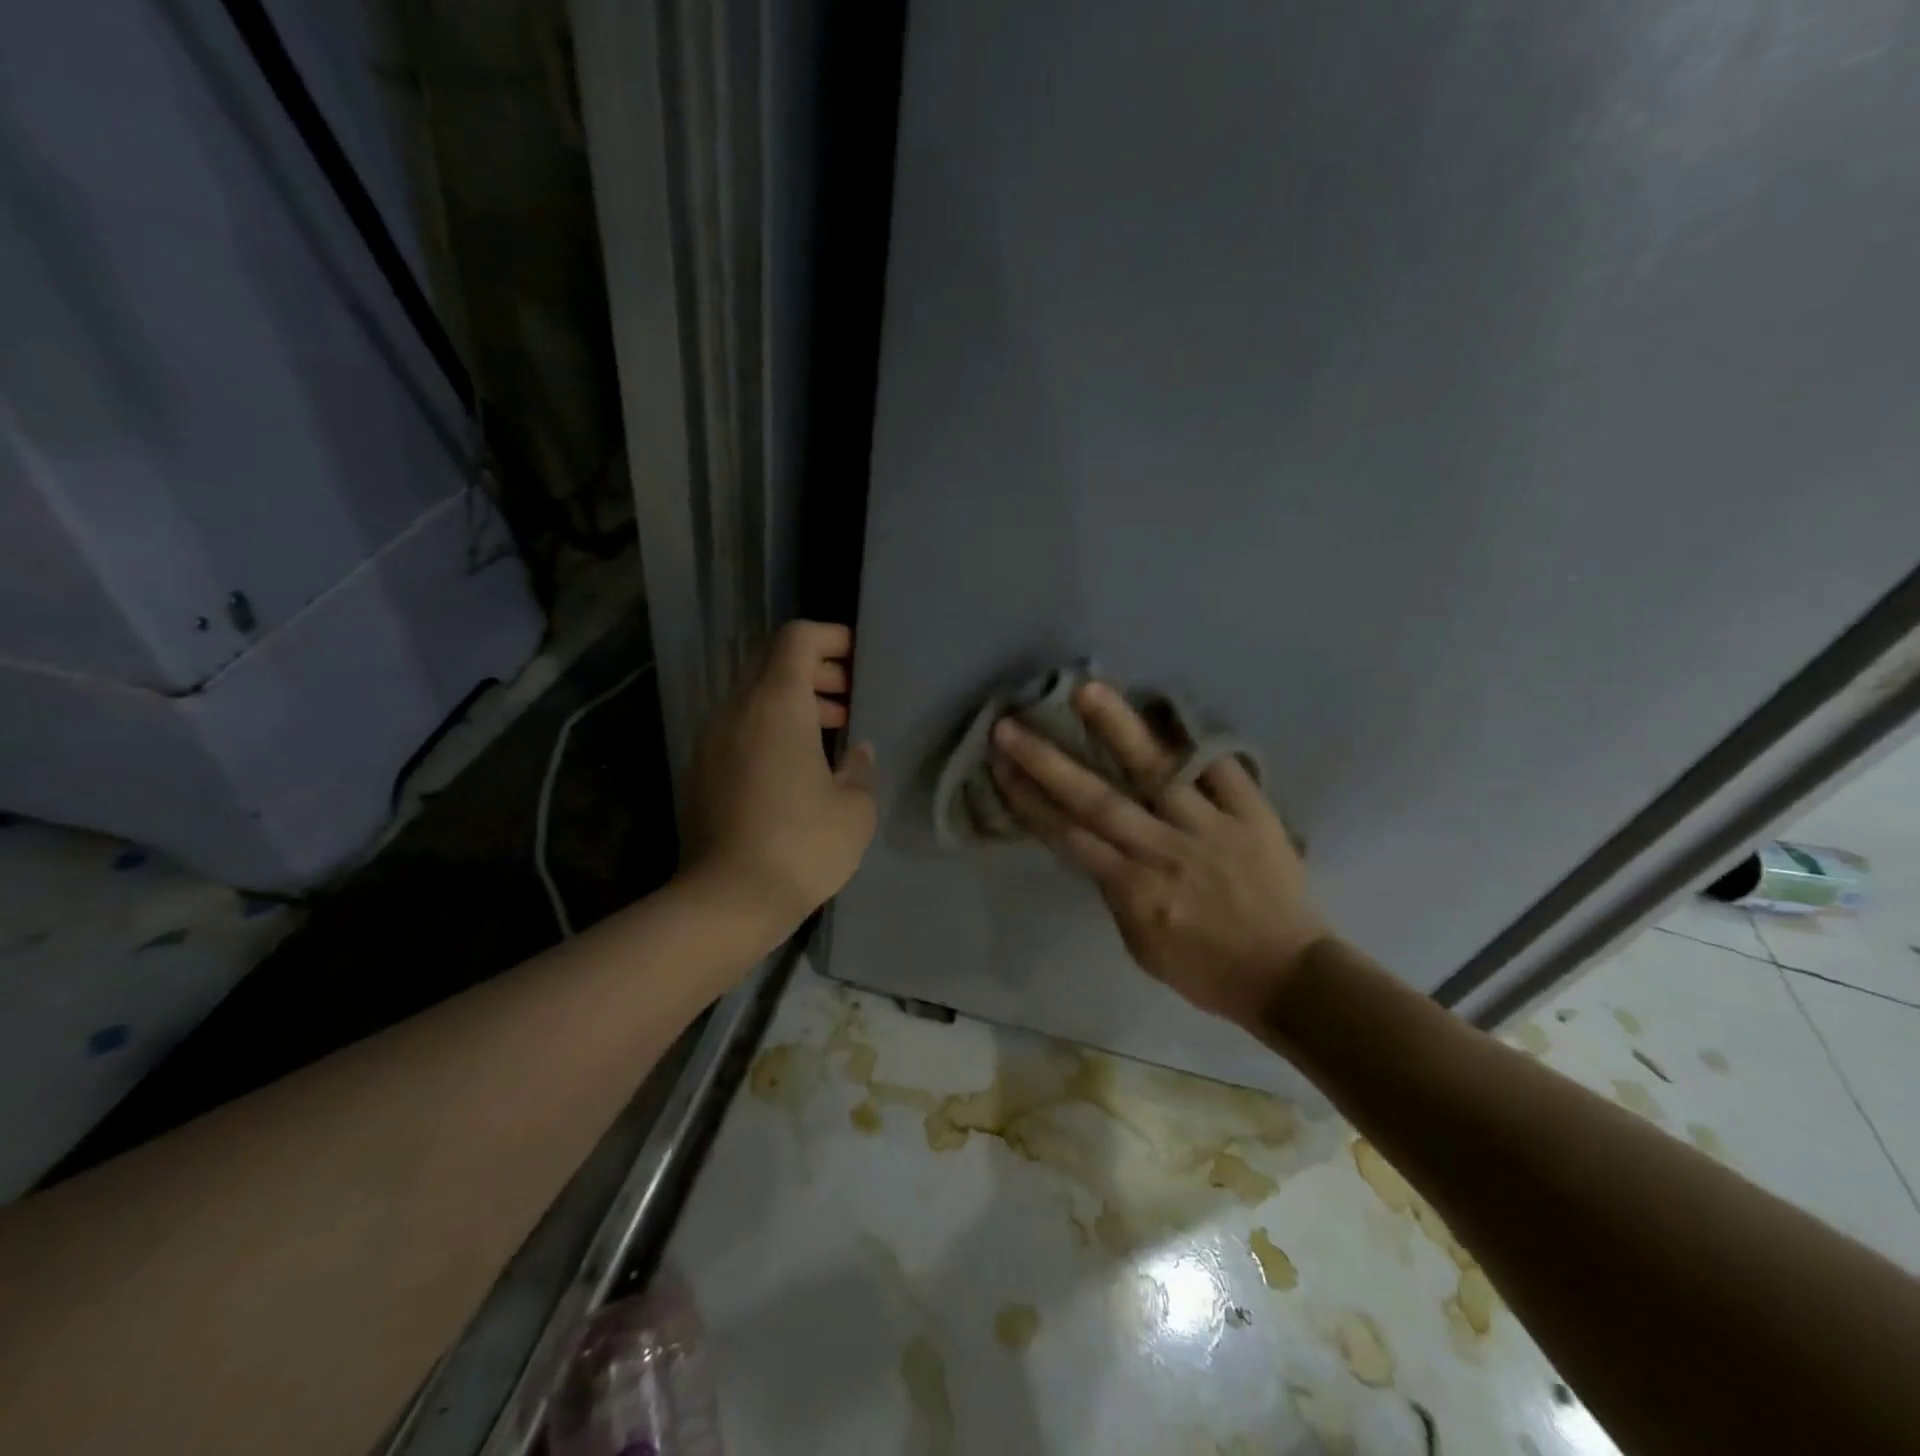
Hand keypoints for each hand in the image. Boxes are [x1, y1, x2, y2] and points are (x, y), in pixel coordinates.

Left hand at [680, 621, 876, 926]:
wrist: (726, 900)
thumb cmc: (802, 845)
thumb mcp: (854, 809)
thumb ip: (859, 767)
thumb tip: (855, 752)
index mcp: (777, 704)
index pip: (797, 638)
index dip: (830, 637)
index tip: (858, 659)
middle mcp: (737, 709)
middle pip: (773, 662)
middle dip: (816, 670)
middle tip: (850, 698)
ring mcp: (712, 739)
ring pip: (754, 696)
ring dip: (794, 701)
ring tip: (831, 733)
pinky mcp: (701, 769)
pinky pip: (740, 727)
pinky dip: (770, 727)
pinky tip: (796, 766)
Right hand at [989, 682, 1327, 1028]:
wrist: (1289, 977)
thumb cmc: (1206, 969)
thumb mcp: (1141, 946)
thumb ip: (1116, 892)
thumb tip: (1099, 845)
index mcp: (1134, 890)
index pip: (1070, 836)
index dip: (1030, 800)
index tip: (999, 766)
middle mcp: (1163, 851)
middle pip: (1097, 800)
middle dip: (1048, 761)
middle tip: (1010, 725)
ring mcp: (1210, 828)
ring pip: (1156, 771)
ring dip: (1117, 729)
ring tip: (1085, 689)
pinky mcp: (1252, 814)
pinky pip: (1221, 769)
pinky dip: (1194, 738)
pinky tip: (1165, 705)